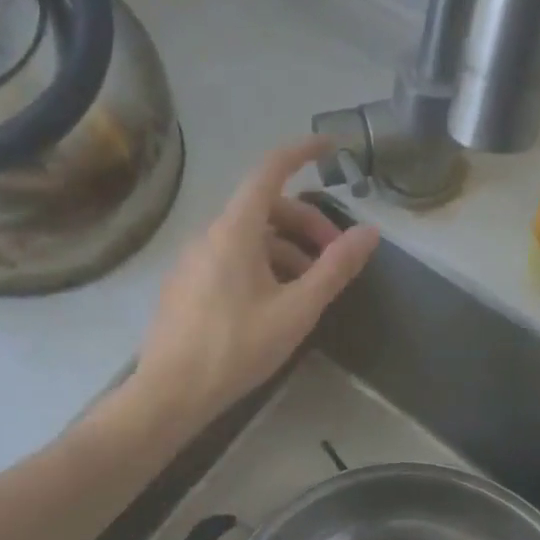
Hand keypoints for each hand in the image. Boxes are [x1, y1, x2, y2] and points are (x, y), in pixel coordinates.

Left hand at [132, 138, 379, 431]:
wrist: (170, 392)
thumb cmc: (236, 348)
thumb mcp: (296, 311)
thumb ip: (334, 269)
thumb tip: (369, 233)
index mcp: (234, 230)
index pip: (269, 171)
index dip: (301, 153)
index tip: (330, 147)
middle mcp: (207, 235)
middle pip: (263, 209)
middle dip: (305, 223)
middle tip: (333, 257)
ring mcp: (190, 261)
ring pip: (246, 238)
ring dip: (284, 250)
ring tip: (308, 287)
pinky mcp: (183, 286)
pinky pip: (227, 259)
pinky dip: (258, 265)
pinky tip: (272, 302)